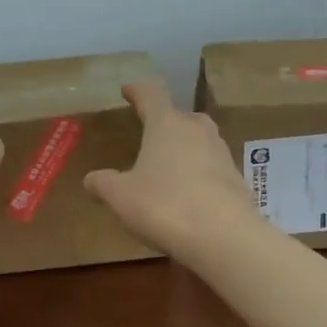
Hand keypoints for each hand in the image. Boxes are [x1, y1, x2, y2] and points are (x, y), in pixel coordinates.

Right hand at [84, 81, 258, 257]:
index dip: (137, 91)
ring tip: (167, 165)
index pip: (150, 95)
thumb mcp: (120, 196)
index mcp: (166, 124)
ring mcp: (221, 153)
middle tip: (150, 133)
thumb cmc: (164, 205)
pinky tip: (187, 193)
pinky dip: (197, 173)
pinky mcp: (236, 179)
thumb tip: (90, 179)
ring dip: (183, 148)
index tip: (128, 89)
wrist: (224, 236)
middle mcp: (197, 130)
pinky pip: (211, 167)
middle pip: (180, 116)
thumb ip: (103, 184)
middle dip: (164, 122)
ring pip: (199, 141)